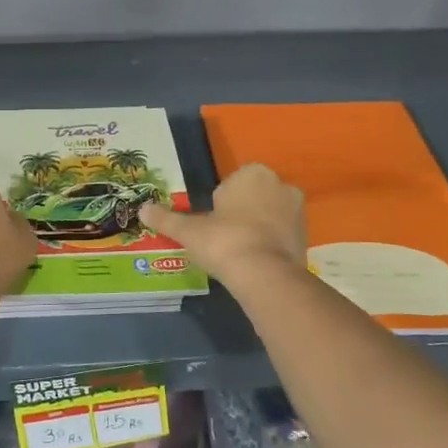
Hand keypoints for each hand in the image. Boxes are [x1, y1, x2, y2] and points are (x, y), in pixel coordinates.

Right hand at [141, 163, 305, 285]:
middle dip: (241, 212)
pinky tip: (254, 261)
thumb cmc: (224, 241)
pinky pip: (282, 234)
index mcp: (253, 174)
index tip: (212, 223)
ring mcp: (298, 211)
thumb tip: (141, 209)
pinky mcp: (307, 236)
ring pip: (270, 215)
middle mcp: (280, 185)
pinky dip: (270, 244)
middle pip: (253, 197)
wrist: (263, 274)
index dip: (220, 203)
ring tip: (238, 251)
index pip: (232, 183)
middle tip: (222, 237)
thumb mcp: (189, 231)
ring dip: (257, 227)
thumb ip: (166, 219)